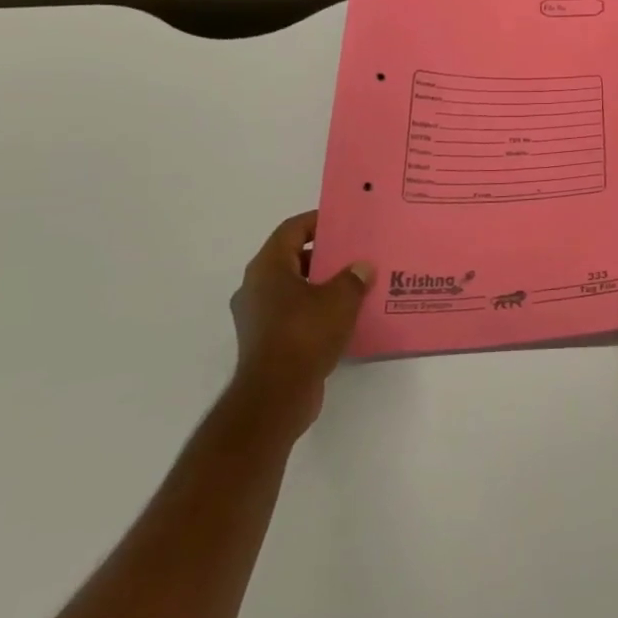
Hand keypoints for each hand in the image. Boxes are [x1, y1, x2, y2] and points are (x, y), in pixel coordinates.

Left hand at [228, 212, 372, 438]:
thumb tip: (362, 268)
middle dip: (324, 255)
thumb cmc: (304, 334)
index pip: (291, 230)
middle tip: (356, 254)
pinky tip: (343, 316)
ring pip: (293, 288)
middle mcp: (255, 288)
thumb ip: (353, 278)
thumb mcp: (340, 299)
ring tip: (355, 285)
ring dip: (321, 285)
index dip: (317, 222)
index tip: (344, 222)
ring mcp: (257, 317)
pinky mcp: (266, 341)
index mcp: (267, 269)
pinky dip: (316, 310)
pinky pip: (293, 313)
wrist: (276, 395)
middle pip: (291, 259)